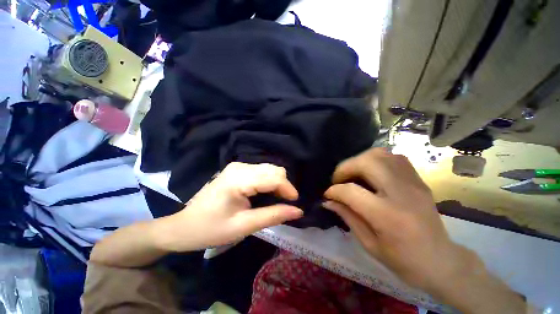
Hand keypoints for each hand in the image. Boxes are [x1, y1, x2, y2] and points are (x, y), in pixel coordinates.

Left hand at [157, 162, 303, 251]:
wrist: (184, 226)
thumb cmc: (211, 229)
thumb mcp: (244, 226)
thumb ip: (273, 215)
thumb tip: (298, 211)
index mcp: (239, 179)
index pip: (274, 176)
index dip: (288, 189)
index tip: (295, 204)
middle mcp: (240, 167)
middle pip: (274, 169)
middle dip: (284, 186)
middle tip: (284, 204)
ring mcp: (238, 166)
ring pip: (269, 169)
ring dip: (277, 183)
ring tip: (276, 201)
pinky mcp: (237, 169)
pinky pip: (261, 171)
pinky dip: (269, 182)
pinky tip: (266, 194)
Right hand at [323, 148, 473, 290]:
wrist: (440, 261)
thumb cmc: (403, 260)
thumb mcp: (369, 244)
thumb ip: (347, 216)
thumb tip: (328, 201)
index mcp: (388, 216)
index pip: (351, 191)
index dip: (334, 190)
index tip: (328, 194)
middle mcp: (402, 193)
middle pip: (367, 162)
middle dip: (345, 168)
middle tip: (339, 180)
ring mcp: (413, 183)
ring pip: (380, 154)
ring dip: (359, 161)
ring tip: (353, 174)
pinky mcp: (418, 179)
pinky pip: (393, 157)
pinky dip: (375, 160)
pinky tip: (371, 173)